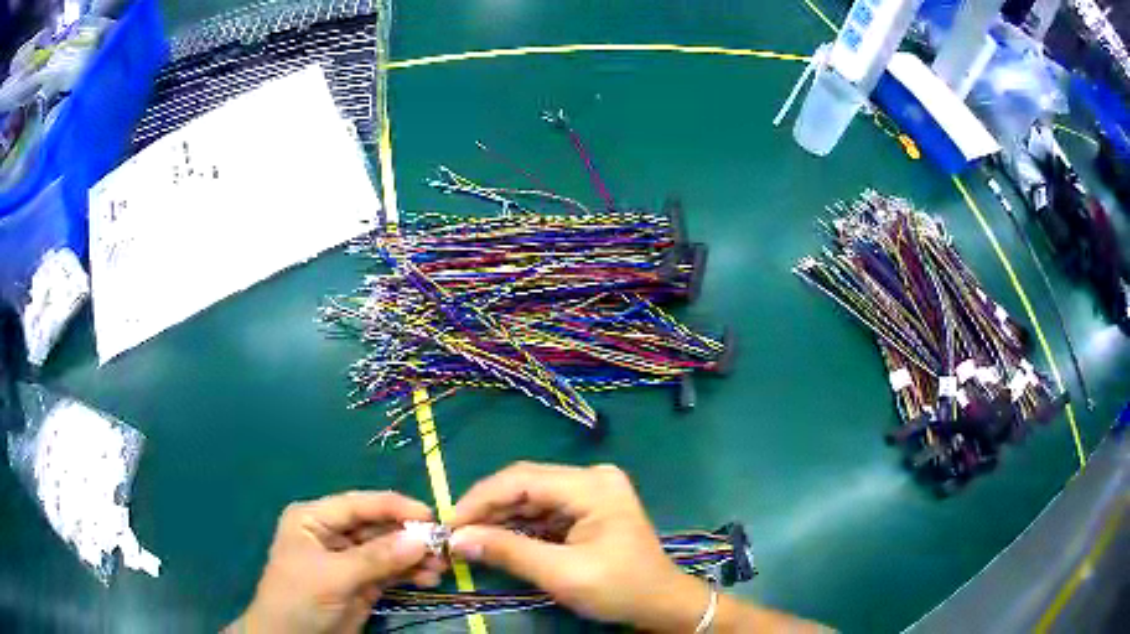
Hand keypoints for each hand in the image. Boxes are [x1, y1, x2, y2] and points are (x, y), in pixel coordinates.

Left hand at [228, 492, 447, 633]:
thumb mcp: (334, 576)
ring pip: (389, 550)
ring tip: (441, 567)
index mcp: (314, 519)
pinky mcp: (363, 583)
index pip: (358, 504)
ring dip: (414, 556)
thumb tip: (421, 539)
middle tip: (443, 546)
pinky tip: (429, 578)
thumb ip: (376, 558)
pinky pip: (392, 572)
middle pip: (377, 527)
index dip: (393, 506)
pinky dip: (411, 573)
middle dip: (409, 536)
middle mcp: (332, 534)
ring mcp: (349, 560)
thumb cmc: (299, 598)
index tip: (430, 514)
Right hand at [448, 462, 708, 631]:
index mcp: (593, 486)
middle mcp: (592, 478)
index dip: (481, 498)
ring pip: (532, 496)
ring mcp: (592, 491)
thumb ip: (509, 551)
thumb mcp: (562, 574)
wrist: (661, 603)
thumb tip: (457, 538)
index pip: (523, 479)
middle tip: (455, 532)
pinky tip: (498, 537)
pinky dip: (519, 524)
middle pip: (526, 483)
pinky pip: (545, 509)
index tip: (450, 523)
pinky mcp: (589, 507)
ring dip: (501, 516)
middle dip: (488, 507)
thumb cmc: (619, 589)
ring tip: (470, 537)